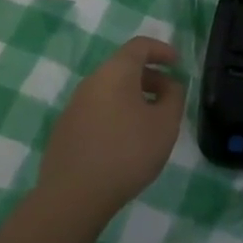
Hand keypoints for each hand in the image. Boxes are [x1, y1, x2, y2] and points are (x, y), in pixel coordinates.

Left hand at [38, 36, 184, 227]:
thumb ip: (174, 97)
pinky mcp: (65, 130)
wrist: (73, 196)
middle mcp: (91, 82)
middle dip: (150, 77)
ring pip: (109, 90)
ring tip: (149, 123)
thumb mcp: (165, 124)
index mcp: (115, 72)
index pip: (139, 46)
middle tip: (169, 98)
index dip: (161, 50)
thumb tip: (170, 85)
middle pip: (123, 67)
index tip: (177, 63)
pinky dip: (116, 115)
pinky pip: (97, 110)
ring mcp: (74, 106)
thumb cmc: (127, 152)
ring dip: (133, 98)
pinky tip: (124, 143)